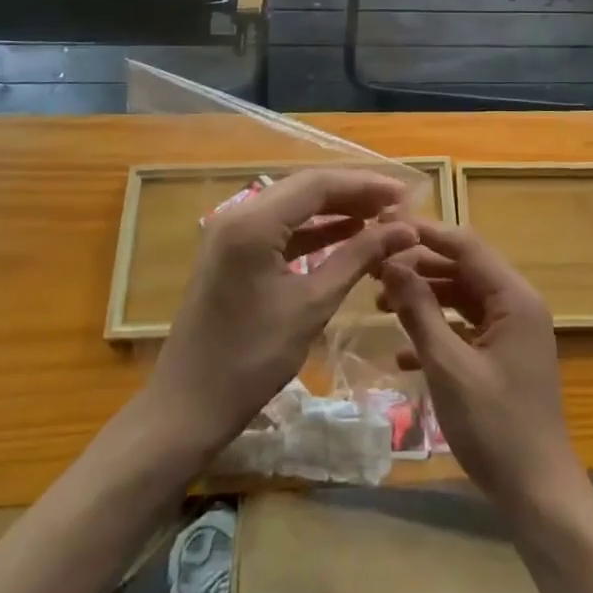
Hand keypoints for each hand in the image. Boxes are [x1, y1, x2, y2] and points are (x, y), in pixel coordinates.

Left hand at [144, 169, 418, 459]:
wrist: (186, 408)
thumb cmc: (251, 359)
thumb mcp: (313, 305)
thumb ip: (358, 257)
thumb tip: (405, 229)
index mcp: (254, 222)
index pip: (318, 184)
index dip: (365, 185)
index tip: (405, 194)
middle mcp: (238, 214)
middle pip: (305, 188)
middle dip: (353, 194)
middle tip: (397, 205)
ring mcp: (232, 233)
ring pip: (294, 206)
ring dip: (335, 210)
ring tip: (380, 218)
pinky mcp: (232, 253)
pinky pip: (281, 229)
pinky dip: (314, 230)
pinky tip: (347, 236)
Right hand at [376, 222, 584, 514]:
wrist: (538, 494)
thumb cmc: (494, 426)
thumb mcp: (448, 366)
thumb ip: (419, 310)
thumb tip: (391, 263)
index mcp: (514, 298)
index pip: (466, 246)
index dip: (426, 235)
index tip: (385, 230)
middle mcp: (518, 305)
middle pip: (464, 269)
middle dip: (420, 268)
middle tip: (375, 271)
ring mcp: (514, 332)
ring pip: (463, 299)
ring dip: (426, 300)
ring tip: (380, 305)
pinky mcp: (505, 358)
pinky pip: (468, 329)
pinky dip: (438, 333)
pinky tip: (402, 355)